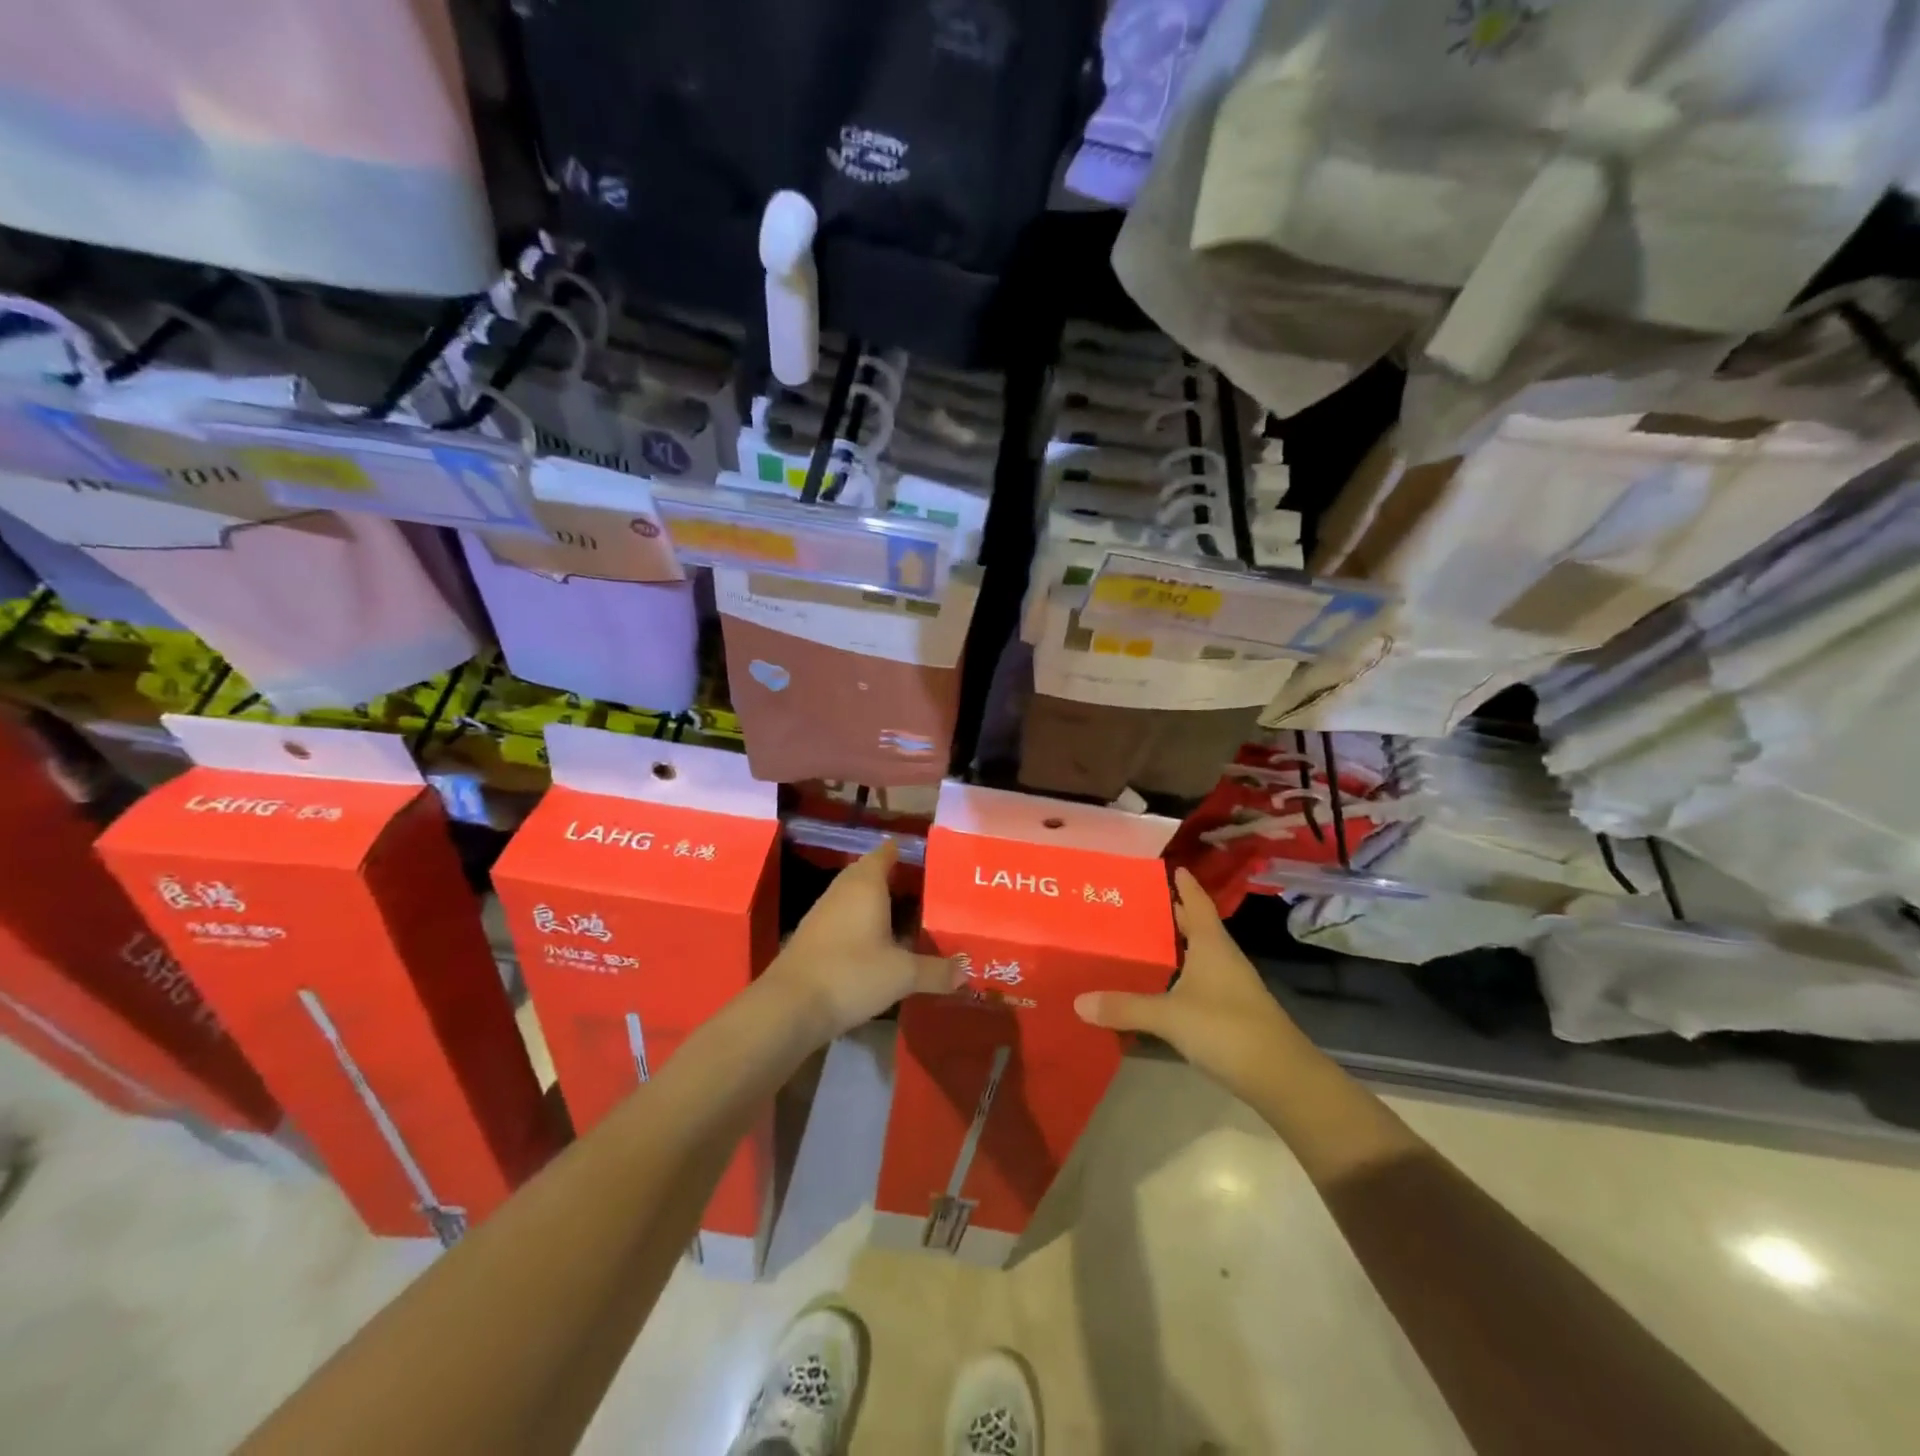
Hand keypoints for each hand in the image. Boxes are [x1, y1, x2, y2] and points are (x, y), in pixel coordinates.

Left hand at [764, 841, 962, 1040]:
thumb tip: (967, 972)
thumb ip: (936, 970)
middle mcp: (843, 889)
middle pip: (871, 873)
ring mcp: (823, 912)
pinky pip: (845, 918)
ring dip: (879, 904)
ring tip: (910, 917)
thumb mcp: (902, 974)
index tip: (932, 858)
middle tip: (929, 891)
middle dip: (898, 880)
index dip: (907, 852)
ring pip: (857, 897)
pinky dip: (863, 924)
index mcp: (866, 883)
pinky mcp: (813, 936)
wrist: (789, 1006)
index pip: (887, 852)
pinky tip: (879, 944)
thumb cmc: (851, 973)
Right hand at [1074, 868, 1305, 1102]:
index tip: (1170, 866)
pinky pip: (1197, 982)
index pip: (1196, 902)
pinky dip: (1177, 977)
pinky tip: (1158, 987)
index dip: (1184, 884)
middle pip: (1195, 927)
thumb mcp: (1170, 1016)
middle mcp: (1223, 958)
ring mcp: (1229, 986)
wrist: (1282, 1079)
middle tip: (1134, 904)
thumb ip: (1125, 1007)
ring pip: (1196, 956)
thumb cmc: (1227, 1029)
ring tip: (1137, 942)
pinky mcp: (1230, 1012)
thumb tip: (1078, 1001)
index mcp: (1212, 945)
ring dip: (1172, 948)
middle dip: (1169, 914)